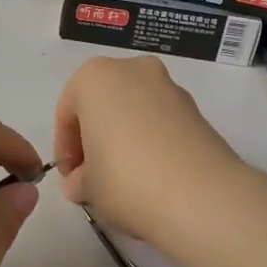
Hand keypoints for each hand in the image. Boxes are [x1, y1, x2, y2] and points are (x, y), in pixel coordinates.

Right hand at [54, 55, 245, 245]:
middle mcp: (132, 69)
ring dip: (125, 138)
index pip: (68, 112)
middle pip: (103, 104)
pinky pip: (162, 122)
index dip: (65, 149)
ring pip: (134, 110)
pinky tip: (153, 177)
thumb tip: (81, 183)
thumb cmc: (125, 180)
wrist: (201, 196)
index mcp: (94, 77)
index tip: (71, 179)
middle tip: (94, 177)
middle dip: (96, 138)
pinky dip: (153, 142)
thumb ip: (77, 180)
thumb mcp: (87, 187)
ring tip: (126, 180)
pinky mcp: (197, 109)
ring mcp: (169, 86)